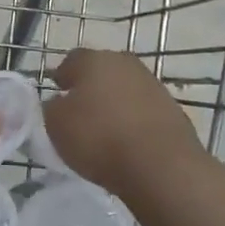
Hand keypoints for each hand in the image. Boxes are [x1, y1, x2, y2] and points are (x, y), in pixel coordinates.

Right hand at [41, 49, 199, 195]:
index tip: (56, 95)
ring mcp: (153, 84)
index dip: (62, 77)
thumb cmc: (99, 138)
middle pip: (101, 71)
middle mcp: (124, 63)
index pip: (71, 61)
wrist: (161, 166)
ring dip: (115, 103)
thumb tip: (58, 102)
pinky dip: (135, 121)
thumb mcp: (56, 125)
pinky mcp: (172, 109)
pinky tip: (129, 142)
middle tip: (80, 112)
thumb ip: (52, 107)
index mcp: (93, 60)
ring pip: (125, 89)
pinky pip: (144, 110)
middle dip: (90, 87)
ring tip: (105, 130)